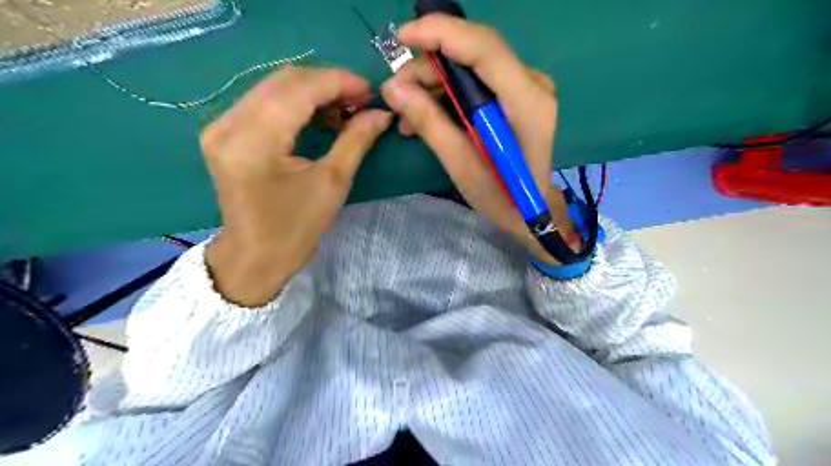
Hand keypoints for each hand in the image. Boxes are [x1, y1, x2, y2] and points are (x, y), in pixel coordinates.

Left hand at [203, 65, 393, 304]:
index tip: (371, 91)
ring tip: (344, 110)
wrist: (256, 255)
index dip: (339, 82)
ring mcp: (220, 126)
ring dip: (313, 92)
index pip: (299, 89)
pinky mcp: (223, 132)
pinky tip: (318, 116)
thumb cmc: (296, 227)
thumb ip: (356, 140)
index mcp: (254, 141)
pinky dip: (295, 103)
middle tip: (360, 101)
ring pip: (273, 87)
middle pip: (284, 80)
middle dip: (328, 84)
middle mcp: (229, 124)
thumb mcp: (332, 183)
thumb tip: (382, 113)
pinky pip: (263, 102)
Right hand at [384, 15, 571, 261]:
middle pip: (475, 52)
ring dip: (434, 82)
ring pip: (471, 65)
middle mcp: (532, 84)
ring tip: (406, 113)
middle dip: (429, 66)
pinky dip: (448, 92)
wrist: (530, 209)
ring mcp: (527, 87)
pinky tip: (426, 113)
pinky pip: (476, 80)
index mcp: (526, 103)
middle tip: (396, 92)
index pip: (484, 48)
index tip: (401, 38)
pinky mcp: (516, 95)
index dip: (441, 33)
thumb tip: (392, 88)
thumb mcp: (461, 165)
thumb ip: (429, 123)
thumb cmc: (501, 195)